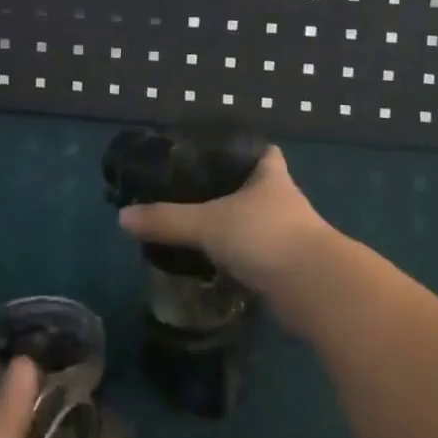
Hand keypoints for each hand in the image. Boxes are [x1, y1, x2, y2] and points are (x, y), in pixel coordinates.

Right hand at [116, 145, 338, 321]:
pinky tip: (216, 262)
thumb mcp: (209, 223)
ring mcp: (289, 233)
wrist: (314, 288)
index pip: (260, 149)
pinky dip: (241, 256)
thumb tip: (123, 217)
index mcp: (269, 173)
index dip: (242, 149)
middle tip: (194, 193)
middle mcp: (283, 197)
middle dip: (231, 190)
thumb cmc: (264, 235)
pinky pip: (258, 253)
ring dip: (236, 226)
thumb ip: (168, 220)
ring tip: (199, 228)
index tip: (215, 153)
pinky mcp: (289, 266)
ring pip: (257, 221)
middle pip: (256, 185)